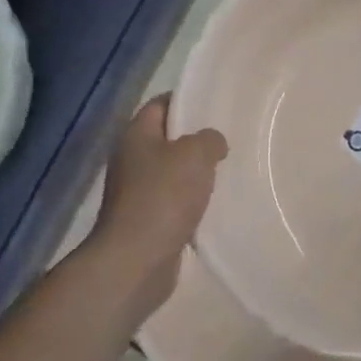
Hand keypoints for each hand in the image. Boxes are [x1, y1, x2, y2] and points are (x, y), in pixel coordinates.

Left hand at [90, 96, 228, 302]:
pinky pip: (175, 201)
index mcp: (136, 136)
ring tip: (228, 170)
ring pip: (173, 172)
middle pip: (167, 139)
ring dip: (196, 173)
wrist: (136, 260)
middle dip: (196, 139)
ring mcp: (137, 193)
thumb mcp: (196, 154)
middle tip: (229, 138)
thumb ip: (209, 139)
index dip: (186, 101)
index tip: (215, 104)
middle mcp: (131, 160)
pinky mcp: (148, 220)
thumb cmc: (163, 196)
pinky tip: (216, 203)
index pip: (160, 105)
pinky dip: (193, 201)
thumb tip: (213, 143)